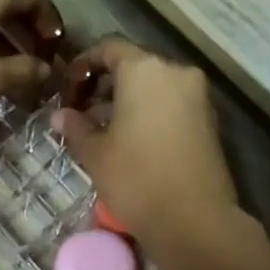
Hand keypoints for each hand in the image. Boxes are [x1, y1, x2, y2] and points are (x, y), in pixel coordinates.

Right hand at [52, 38, 237, 246]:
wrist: (194, 220)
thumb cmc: (136, 178)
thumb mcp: (95, 153)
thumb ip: (75, 127)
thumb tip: (60, 115)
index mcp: (144, 70)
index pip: (109, 49)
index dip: (84, 65)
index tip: (68, 89)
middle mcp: (175, 72)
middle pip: (134, 66)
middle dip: (106, 86)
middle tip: (82, 112)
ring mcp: (197, 96)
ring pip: (154, 87)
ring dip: (128, 102)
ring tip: (103, 131)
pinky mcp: (209, 120)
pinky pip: (171, 104)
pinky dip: (149, 113)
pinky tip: (130, 141)